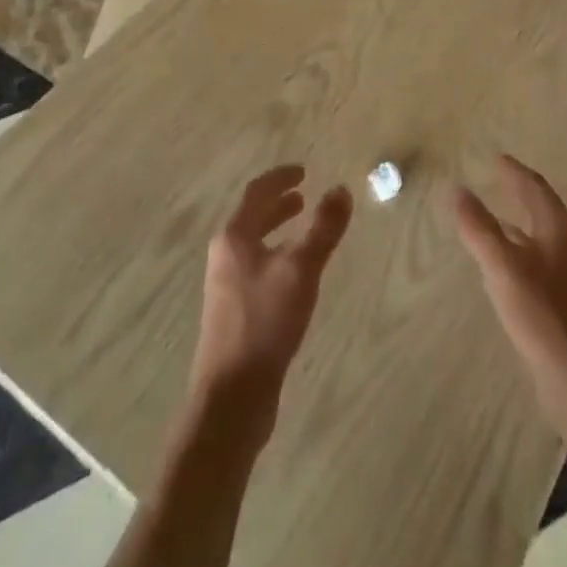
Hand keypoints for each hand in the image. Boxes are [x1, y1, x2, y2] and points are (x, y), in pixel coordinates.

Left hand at [192, 167, 353, 437]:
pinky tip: (296, 276)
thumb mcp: (301, 270)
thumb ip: (323, 229)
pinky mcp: (234, 312)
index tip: (304, 170)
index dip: (281, 178)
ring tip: (303, 228)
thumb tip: (341, 190)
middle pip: (252, 217)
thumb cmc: (265, 323)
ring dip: (277, 229)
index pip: (257, 193)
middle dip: (279, 203)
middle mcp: (225, 255)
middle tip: (305, 196)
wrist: (232, 396)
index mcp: (234, 238)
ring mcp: (226, 286)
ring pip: (255, 244)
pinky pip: (258, 268)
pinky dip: (277, 255)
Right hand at [451, 156, 566, 426]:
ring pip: (543, 235)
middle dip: (519, 192)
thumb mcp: (503, 268)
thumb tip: (456, 189)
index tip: (496, 157)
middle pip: (543, 208)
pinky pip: (541, 259)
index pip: (535, 187)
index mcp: (559, 229)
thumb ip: (479, 228)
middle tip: (495, 179)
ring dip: (520, 221)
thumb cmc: (545, 318)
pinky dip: (522, 248)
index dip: (514, 171)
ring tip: (494, 217)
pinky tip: (506, 265)